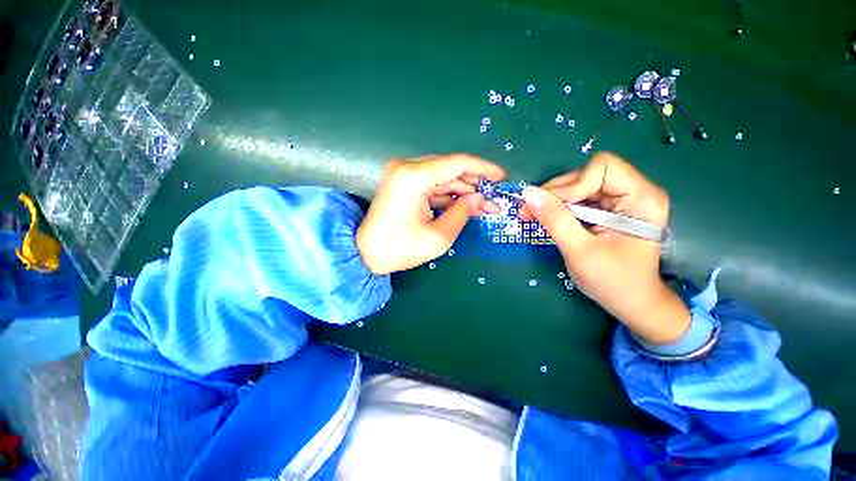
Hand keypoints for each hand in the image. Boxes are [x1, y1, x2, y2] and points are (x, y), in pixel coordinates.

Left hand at [357, 154, 505, 274]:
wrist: (364, 254)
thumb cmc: (399, 249)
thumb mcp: (438, 237)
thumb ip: (462, 213)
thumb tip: (479, 199)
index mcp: (414, 177)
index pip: (457, 163)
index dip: (483, 168)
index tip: (501, 177)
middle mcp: (407, 167)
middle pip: (450, 168)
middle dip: (474, 184)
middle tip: (493, 199)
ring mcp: (403, 174)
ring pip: (442, 177)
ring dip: (463, 191)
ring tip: (482, 206)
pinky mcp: (403, 183)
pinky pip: (432, 184)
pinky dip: (448, 195)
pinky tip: (463, 205)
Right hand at [519, 152, 689, 344]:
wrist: (632, 303)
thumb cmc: (613, 281)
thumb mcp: (580, 251)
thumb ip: (555, 220)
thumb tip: (529, 194)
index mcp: (641, 198)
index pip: (601, 168)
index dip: (572, 185)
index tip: (551, 208)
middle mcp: (635, 192)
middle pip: (586, 174)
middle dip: (555, 193)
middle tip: (528, 211)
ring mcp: (622, 201)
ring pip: (578, 185)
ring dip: (552, 200)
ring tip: (531, 215)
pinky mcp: (609, 210)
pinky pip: (578, 199)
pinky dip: (558, 207)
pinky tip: (544, 218)